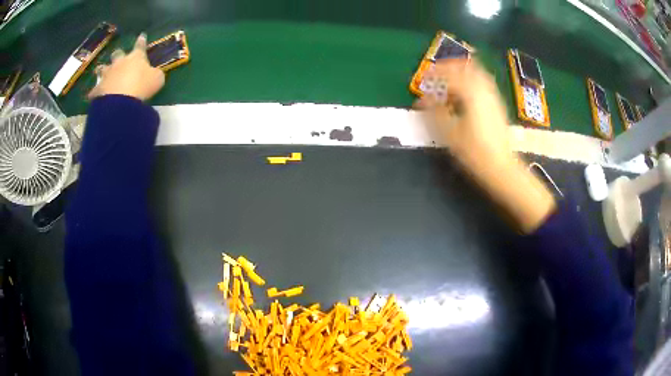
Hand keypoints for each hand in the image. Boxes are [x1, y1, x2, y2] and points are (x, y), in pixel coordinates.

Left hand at [88, 34, 164, 100]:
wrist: (121, 102)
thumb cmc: (142, 86)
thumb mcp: (157, 79)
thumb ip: (155, 74)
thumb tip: (154, 73)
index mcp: (136, 57)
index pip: (140, 45)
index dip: (141, 40)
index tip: (142, 35)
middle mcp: (120, 62)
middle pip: (117, 54)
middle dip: (118, 54)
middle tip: (117, 56)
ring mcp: (107, 75)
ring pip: (102, 68)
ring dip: (103, 69)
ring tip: (101, 71)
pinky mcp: (98, 89)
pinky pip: (94, 90)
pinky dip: (94, 92)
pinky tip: (93, 95)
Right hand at [416, 59, 555, 232]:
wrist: (502, 168)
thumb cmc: (475, 152)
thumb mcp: (450, 133)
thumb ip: (434, 112)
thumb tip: (421, 100)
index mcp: (472, 93)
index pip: (451, 74)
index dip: (435, 73)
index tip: (425, 77)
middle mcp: (485, 90)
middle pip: (468, 67)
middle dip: (451, 67)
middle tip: (438, 74)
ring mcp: (494, 98)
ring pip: (478, 74)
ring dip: (463, 74)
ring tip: (451, 83)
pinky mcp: (498, 106)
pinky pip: (484, 85)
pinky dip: (472, 83)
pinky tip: (466, 96)